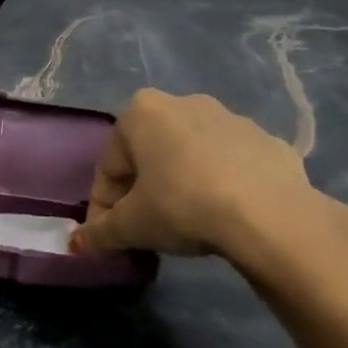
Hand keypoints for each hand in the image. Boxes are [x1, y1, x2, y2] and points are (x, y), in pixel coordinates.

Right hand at [69, 89, 347, 277]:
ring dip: (180, 185)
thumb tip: (77, 244)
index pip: (109, 167)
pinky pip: (231, 165)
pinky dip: (221, 186)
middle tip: (145, 230)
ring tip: (186, 226)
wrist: (270, 215)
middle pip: (148, 156)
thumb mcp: (131, 226)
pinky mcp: (268, 140)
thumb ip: (100, 233)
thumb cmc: (182, 206)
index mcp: (141, 112)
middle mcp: (183, 103)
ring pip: (190, 157)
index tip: (109, 237)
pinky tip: (225, 217)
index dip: (104, 206)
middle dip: (142, 192)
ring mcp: (231, 118)